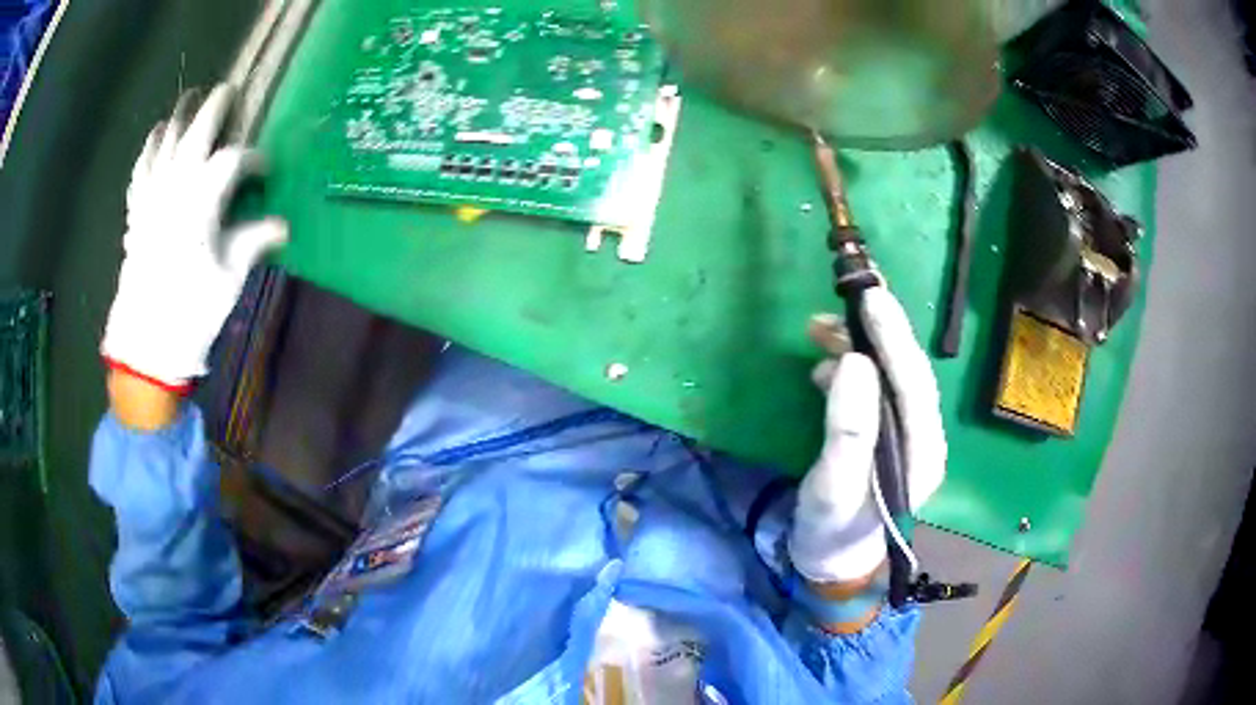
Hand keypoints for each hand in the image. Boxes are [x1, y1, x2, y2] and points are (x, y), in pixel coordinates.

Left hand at [101, 84, 286, 391]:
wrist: (145, 343)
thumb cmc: (190, 312)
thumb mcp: (229, 279)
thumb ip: (253, 242)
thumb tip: (282, 227)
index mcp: (202, 201)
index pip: (232, 162)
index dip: (253, 159)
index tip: (265, 170)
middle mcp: (175, 188)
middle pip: (196, 134)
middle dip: (214, 110)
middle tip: (226, 90)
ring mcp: (152, 198)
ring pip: (164, 144)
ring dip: (177, 118)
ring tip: (187, 100)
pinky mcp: (137, 213)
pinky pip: (141, 170)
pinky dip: (148, 150)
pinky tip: (154, 136)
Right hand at [789, 286, 946, 584]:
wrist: (832, 557)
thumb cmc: (831, 529)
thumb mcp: (833, 487)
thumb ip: (849, 429)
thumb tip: (855, 362)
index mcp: (923, 453)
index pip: (915, 383)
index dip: (894, 337)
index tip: (870, 297)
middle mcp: (924, 437)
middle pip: (909, 371)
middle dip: (881, 329)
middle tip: (850, 292)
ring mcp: (908, 434)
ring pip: (892, 374)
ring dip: (861, 345)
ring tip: (819, 327)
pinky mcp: (888, 431)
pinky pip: (876, 385)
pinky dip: (852, 365)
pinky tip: (825, 362)